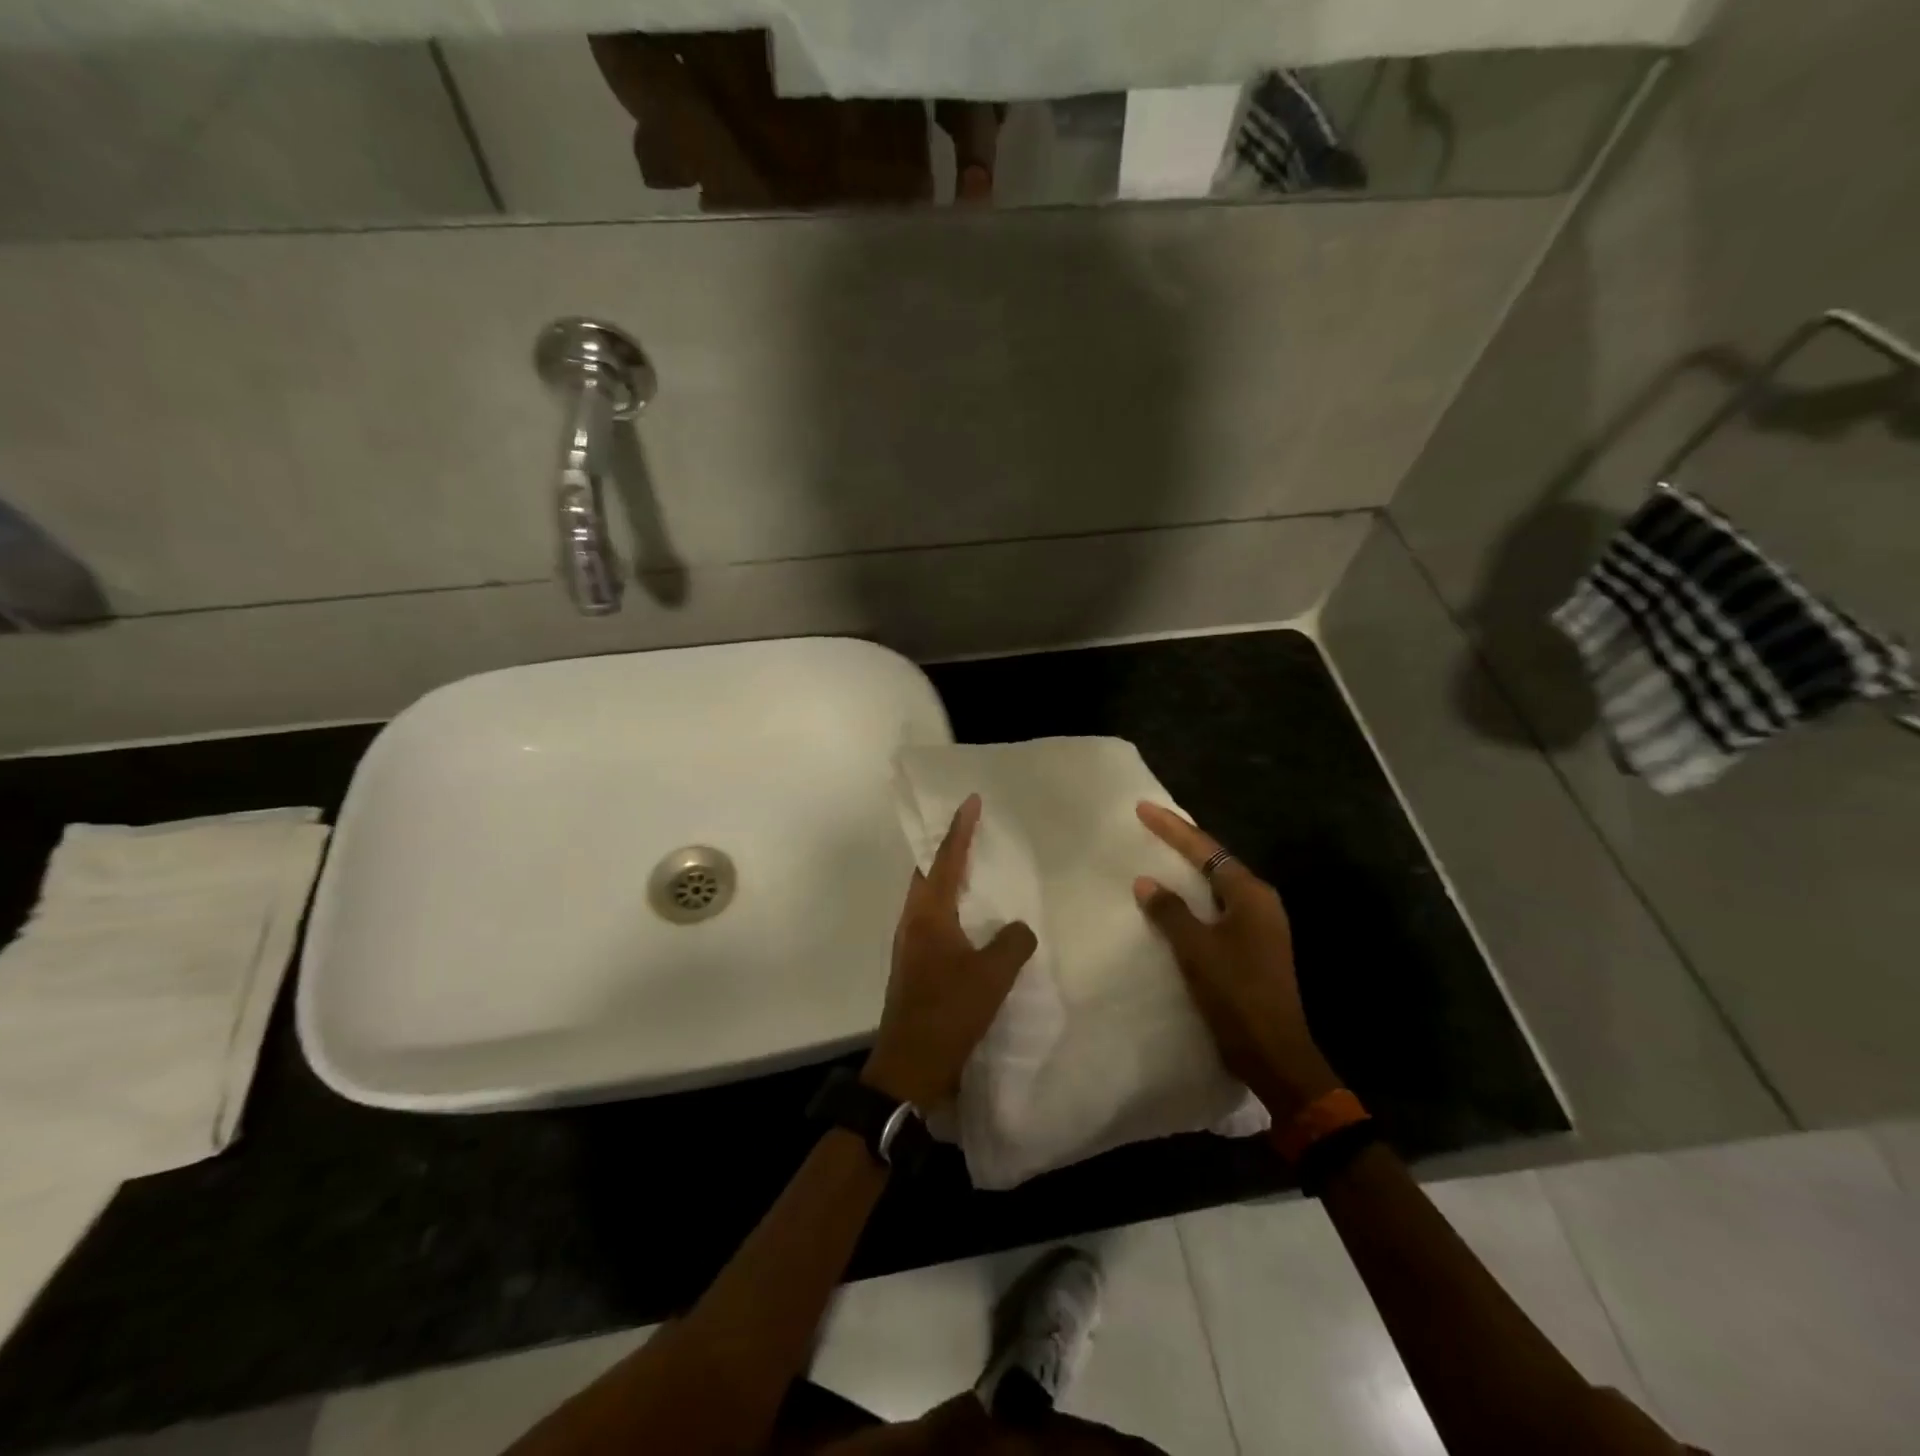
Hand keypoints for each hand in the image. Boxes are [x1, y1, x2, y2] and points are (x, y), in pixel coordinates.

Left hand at [863, 795, 1036, 1107]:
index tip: (970, 800)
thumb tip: (1019, 928)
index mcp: (928, 914)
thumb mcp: (992, 975)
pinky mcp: (917, 966)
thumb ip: (1013, 942)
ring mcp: (911, 945)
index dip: (960, 829)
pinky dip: (952, 907)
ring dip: (949, 878)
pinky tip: (973, 920)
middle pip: (929, 873)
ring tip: (975, 868)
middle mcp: (914, 922)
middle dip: (948, 848)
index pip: (947, 860)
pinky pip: (935, 921)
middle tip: (971, 829)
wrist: (910, 1066)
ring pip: (930, 898)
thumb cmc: (949, 1012)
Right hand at [1132, 802, 1339, 1120]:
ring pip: (1215, 887)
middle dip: (1181, 843)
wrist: (1275, 1054)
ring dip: (1186, 872)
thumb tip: (1146, 881)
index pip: (1206, 850)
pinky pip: (1216, 909)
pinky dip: (1192, 899)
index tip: (1143, 808)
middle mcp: (1259, 903)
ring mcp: (1259, 926)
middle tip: (1148, 826)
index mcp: (1250, 895)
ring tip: (1156, 856)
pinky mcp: (1252, 948)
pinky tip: (1173, 903)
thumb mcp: (1197, 950)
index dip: (1172, 828)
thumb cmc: (1237, 994)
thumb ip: (1170, 912)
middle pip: (1214, 862)